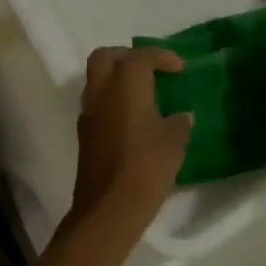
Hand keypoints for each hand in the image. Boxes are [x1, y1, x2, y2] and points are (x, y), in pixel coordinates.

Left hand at [70, 47, 192, 226]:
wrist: (108, 208)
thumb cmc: (146, 167)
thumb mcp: (174, 143)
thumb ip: (179, 123)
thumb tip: (182, 116)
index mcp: (126, 84)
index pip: (141, 56)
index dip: (162, 57)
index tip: (179, 68)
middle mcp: (102, 91)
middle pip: (106, 57)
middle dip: (127, 56)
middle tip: (149, 68)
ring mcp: (89, 111)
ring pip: (97, 78)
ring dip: (116, 77)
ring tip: (142, 92)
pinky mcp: (84, 133)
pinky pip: (96, 102)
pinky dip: (112, 99)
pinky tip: (131, 117)